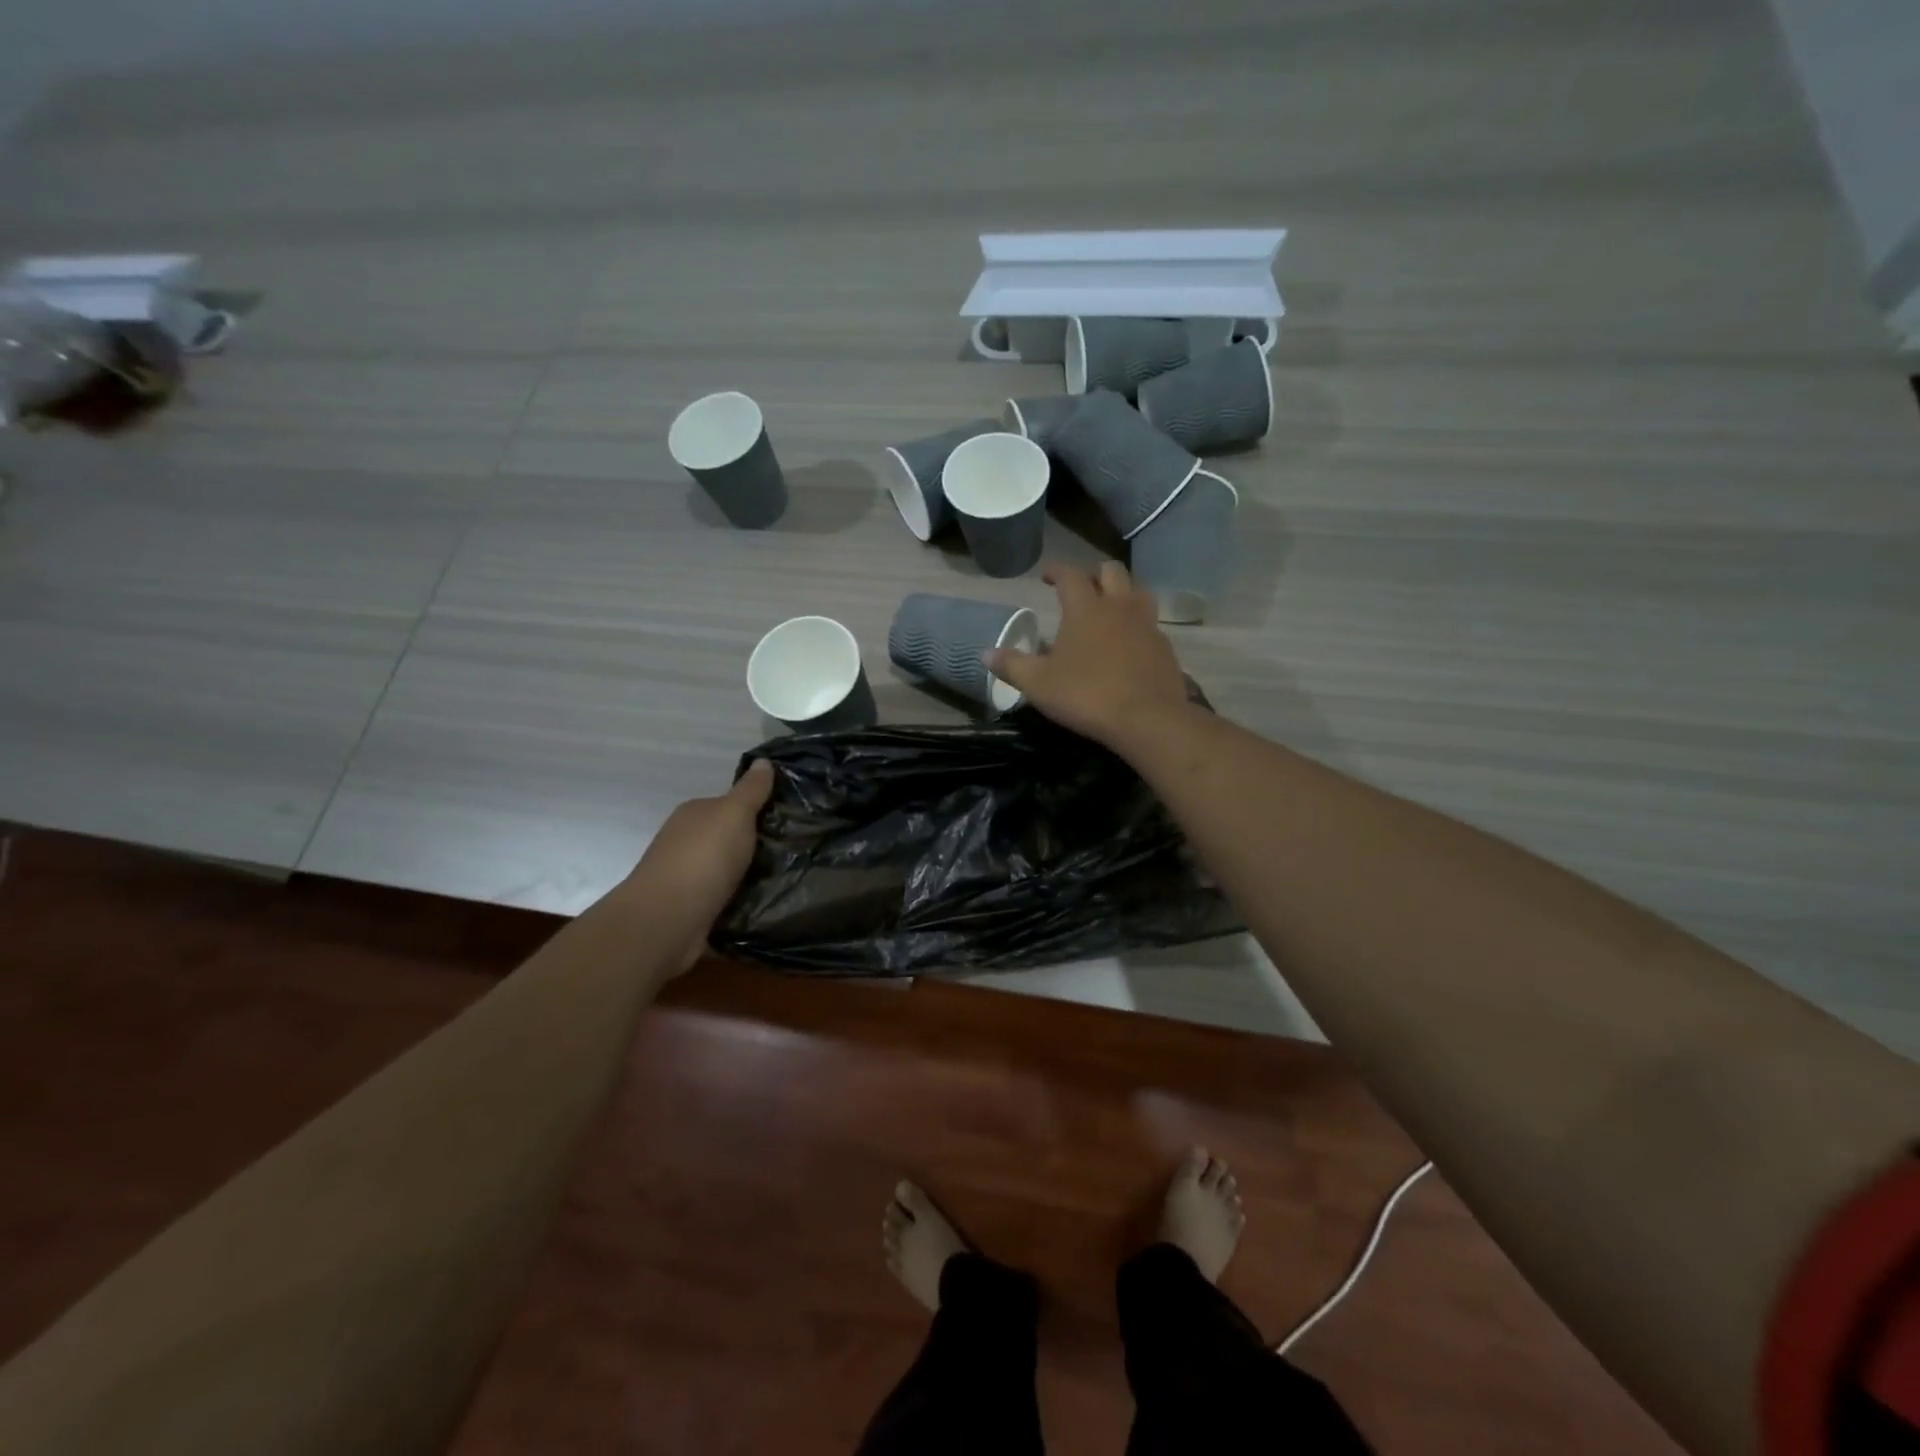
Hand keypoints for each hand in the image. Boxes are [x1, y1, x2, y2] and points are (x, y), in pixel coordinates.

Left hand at [621, 759, 775, 974]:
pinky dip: (744, 903)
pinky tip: (769, 907)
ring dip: (753, 877)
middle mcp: (687, 843)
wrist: (666, 921)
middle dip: (759, 846)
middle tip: (799, 851)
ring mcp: (688, 879)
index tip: (792, 820)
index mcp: (695, 814)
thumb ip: (751, 790)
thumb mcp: (734, 813)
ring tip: (793, 881)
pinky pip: (727, 900)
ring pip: (730, 872)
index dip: (759, 810)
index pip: (731, 806)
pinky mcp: (694, 911)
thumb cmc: (703, 858)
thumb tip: (763, 761)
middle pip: (731, 839)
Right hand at [984, 561, 1189, 750]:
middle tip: (1081, 587)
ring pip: (1138, 590)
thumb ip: (1012, 665)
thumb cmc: (1086, 695)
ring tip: (1110, 606)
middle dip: (1093, 573)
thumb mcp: (1038, 684)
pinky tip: (1130, 641)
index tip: (1046, 575)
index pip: (1070, 574)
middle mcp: (1119, 606)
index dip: (1056, 570)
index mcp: (1085, 607)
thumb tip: (985, 653)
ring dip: (1122, 591)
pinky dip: (1137, 623)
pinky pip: (1150, 623)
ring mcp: (1146, 624)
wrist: (1147, 719)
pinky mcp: (1164, 646)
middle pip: (1111, 571)